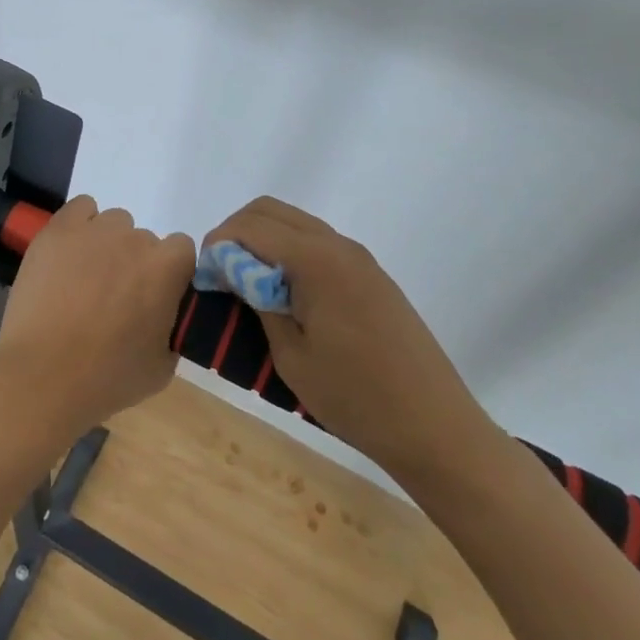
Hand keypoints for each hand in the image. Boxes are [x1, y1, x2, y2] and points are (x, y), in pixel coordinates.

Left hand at [0, 196, 194, 443]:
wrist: (43, 376)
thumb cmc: (107, 378)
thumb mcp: (162, 367)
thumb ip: (173, 328)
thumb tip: (165, 315)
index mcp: (166, 269)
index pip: (181, 250)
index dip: (169, 273)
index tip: (154, 297)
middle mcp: (135, 239)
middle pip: (143, 240)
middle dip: (133, 264)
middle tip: (114, 297)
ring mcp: (95, 230)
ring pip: (113, 223)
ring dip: (107, 245)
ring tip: (85, 278)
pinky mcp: (59, 229)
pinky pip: (81, 208)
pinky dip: (80, 225)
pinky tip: (69, 253)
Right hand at [204, 197, 497, 485]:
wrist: (436, 428)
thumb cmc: (356, 398)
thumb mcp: (290, 355)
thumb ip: (258, 301)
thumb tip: (233, 271)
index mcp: (315, 260)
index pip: (250, 227)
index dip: (217, 244)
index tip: (204, 277)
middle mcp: (337, 245)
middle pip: (270, 211)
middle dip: (236, 233)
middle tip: (222, 275)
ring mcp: (358, 258)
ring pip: (295, 223)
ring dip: (264, 241)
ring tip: (249, 286)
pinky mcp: (371, 275)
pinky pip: (318, 243)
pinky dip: (289, 252)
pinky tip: (285, 294)